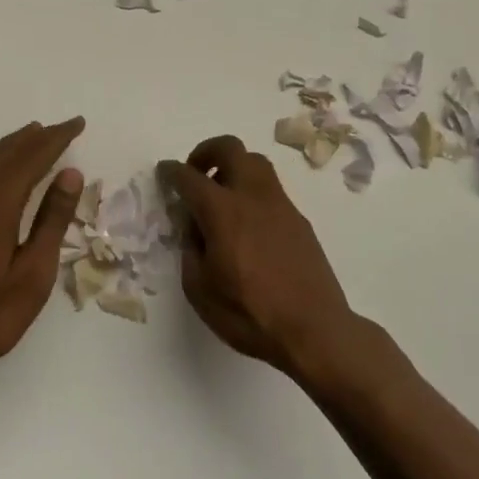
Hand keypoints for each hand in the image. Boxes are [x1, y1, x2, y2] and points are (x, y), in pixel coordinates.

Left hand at [0, 118, 85, 379]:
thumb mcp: (34, 272)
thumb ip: (52, 219)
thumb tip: (71, 173)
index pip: (32, 156)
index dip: (56, 138)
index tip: (78, 124)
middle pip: (9, 151)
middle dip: (37, 136)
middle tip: (63, 128)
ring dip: (15, 144)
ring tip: (36, 135)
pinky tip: (4, 166)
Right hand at [161, 136, 362, 378]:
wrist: (315, 331)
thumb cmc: (250, 315)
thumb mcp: (200, 290)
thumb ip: (190, 249)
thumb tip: (193, 227)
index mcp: (222, 212)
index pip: (190, 177)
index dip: (171, 172)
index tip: (164, 172)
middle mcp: (252, 196)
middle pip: (230, 148)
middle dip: (206, 152)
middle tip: (195, 173)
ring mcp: (280, 204)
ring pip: (255, 162)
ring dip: (233, 166)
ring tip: (221, 194)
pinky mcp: (299, 218)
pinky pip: (271, 188)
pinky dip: (252, 191)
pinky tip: (247, 223)